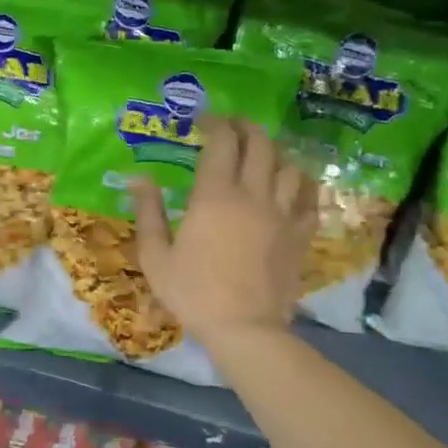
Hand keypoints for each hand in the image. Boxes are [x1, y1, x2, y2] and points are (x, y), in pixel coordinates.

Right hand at [132, 117, 315, 347]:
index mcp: (214, 197)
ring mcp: (282, 215)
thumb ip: (148, 212)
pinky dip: (300, 183)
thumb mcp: (155, 254)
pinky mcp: (300, 235)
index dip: (214, 124)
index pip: (221, 144)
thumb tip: (138, 179)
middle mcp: (253, 196)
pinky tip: (290, 184)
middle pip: (260, 145)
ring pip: (289, 166)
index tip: (203, 119)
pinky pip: (308, 198)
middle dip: (246, 128)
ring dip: (274, 152)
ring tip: (260, 153)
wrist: (244, 328)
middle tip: (232, 126)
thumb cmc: (192, 291)